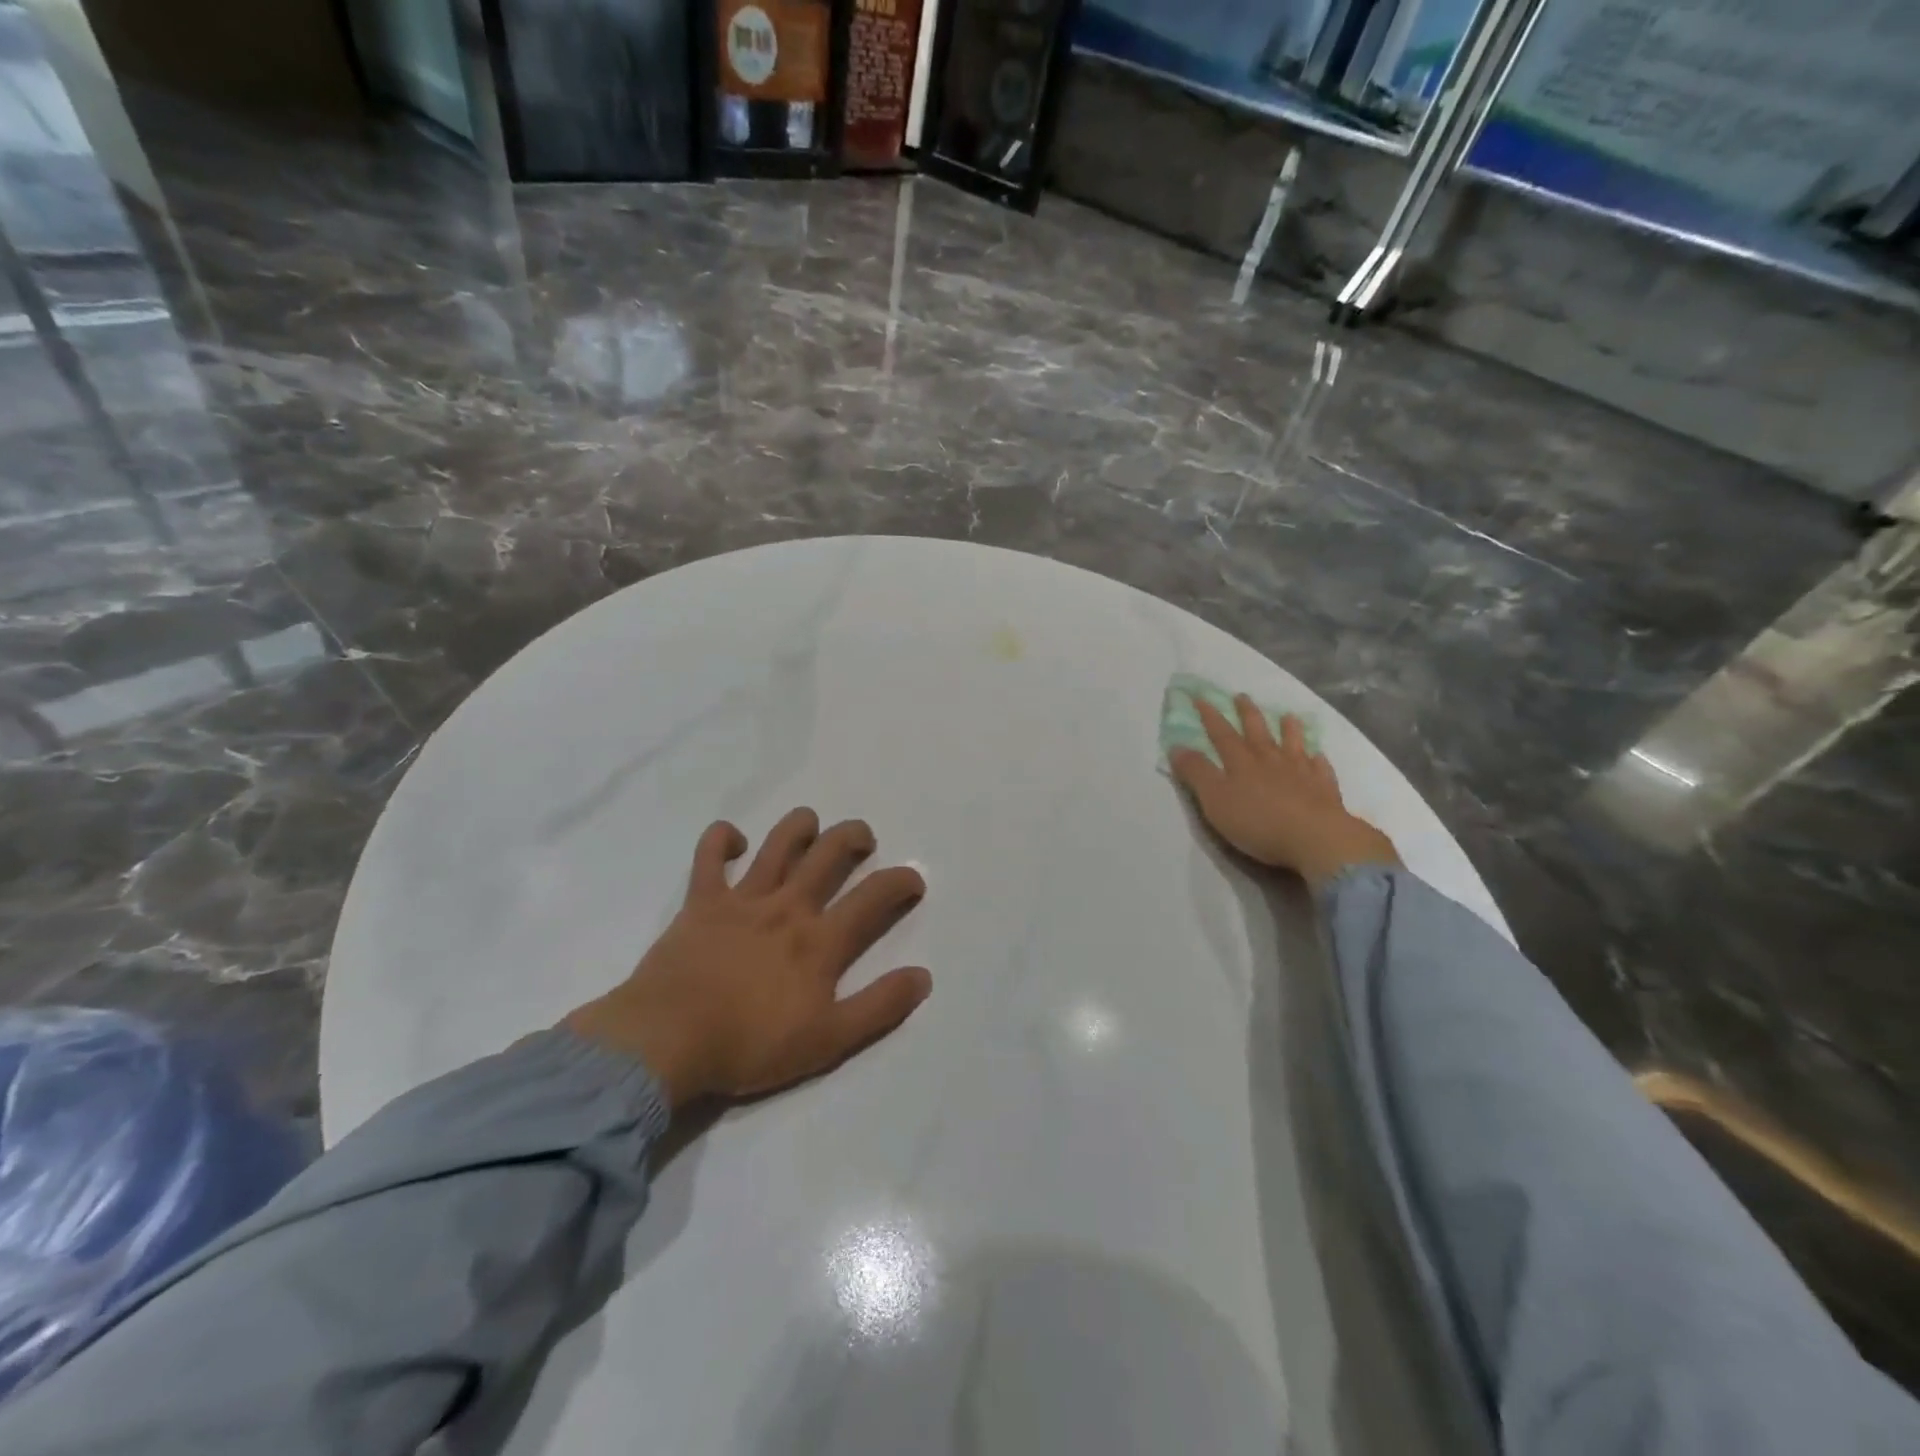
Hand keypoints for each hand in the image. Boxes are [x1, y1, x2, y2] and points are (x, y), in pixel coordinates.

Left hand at [562, 810, 930, 1107]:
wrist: (667, 1042)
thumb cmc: (750, 1045)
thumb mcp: (828, 1040)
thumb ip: (879, 1007)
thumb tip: (923, 977)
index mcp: (820, 940)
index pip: (874, 897)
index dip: (901, 881)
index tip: (913, 880)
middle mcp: (788, 906)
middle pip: (829, 853)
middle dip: (853, 837)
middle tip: (862, 840)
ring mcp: (742, 899)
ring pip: (779, 842)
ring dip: (800, 826)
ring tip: (811, 826)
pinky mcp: (701, 901)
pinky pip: (709, 855)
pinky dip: (721, 838)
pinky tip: (733, 838)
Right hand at [1170, 696, 1400, 888]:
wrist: (1315, 838)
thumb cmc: (1257, 821)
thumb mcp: (1215, 799)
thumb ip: (1196, 773)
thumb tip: (1177, 747)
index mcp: (1241, 762)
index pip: (1221, 734)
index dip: (1210, 716)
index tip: (1200, 697)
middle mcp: (1270, 760)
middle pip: (1257, 731)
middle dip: (1247, 713)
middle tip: (1242, 696)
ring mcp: (1301, 772)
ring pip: (1292, 744)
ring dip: (1288, 729)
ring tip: (1288, 716)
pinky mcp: (1324, 789)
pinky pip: (1320, 769)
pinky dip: (1318, 760)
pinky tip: (1319, 756)